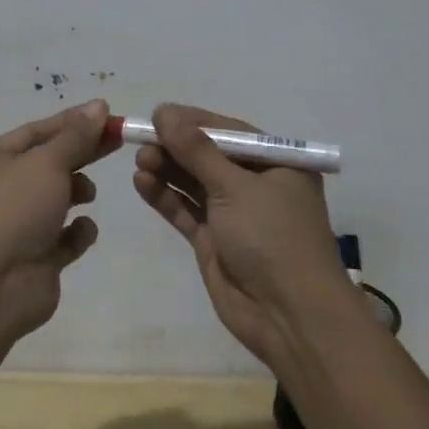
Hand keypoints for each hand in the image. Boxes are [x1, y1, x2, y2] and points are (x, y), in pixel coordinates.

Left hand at [0, 100, 113, 342]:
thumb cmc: (12, 210)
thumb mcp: (46, 162)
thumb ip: (76, 136)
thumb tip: (98, 107)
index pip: (36, 131)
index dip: (72, 122)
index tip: (108, 114)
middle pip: (50, 162)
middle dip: (82, 152)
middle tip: (119, 140)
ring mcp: (17, 225)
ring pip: (58, 198)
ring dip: (78, 191)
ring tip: (86, 195)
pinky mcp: (37, 257)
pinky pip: (65, 237)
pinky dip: (78, 232)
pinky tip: (80, 232)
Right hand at [132, 103, 353, 367]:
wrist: (289, 316)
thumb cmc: (273, 237)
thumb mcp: (235, 187)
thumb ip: (196, 150)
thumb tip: (164, 111)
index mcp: (277, 164)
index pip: (229, 132)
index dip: (193, 122)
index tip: (158, 114)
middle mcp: (257, 185)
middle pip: (209, 157)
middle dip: (176, 147)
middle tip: (141, 139)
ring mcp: (234, 215)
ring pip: (194, 183)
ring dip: (167, 170)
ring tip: (139, 160)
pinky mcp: (215, 241)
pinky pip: (186, 211)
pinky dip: (166, 197)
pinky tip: (142, 182)